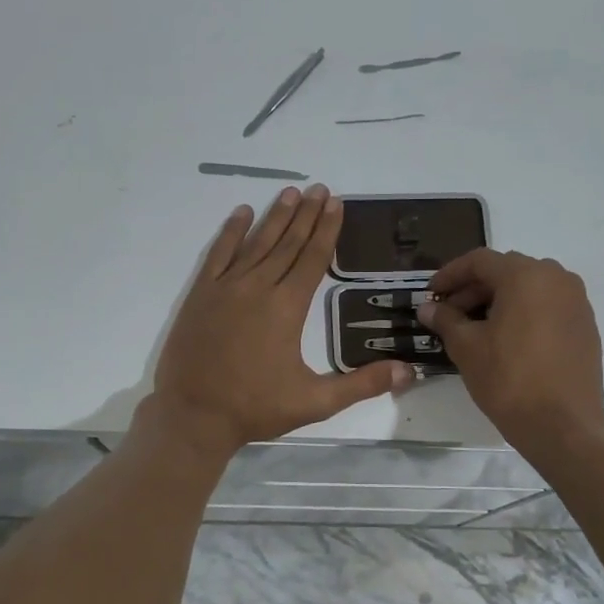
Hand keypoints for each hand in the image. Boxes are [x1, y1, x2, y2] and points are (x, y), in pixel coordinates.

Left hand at [150, 186, 410, 455]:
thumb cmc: (255, 408)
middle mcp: (258, 288)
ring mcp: (226, 288)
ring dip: (275, 217)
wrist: (193, 415)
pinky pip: (218, 254)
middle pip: (287, 243)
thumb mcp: (315, 402)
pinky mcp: (201, 295)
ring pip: (256, 243)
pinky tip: (242, 213)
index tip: (336, 203)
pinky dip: (231, 232)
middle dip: (306, 215)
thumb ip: (362, 384)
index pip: (312, 259)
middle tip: (320, 189)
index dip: (327, 230)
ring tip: (291, 193)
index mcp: (287, 308)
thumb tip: (409, 372)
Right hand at [418, 249, 603, 451]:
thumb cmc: (509, 379)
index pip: (479, 261)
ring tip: (476, 328)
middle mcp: (556, 278)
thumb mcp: (467, 347)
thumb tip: (428, 307)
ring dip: (499, 300)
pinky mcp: (585, 325)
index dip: (450, 274)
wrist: (563, 424)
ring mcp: (576, 301)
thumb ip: (445, 320)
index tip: (431, 294)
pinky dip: (523, 313)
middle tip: (449, 314)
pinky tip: (506, 340)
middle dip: (473, 288)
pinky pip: (547, 306)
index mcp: (526, 275)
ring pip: (529, 288)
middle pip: (506, 271)